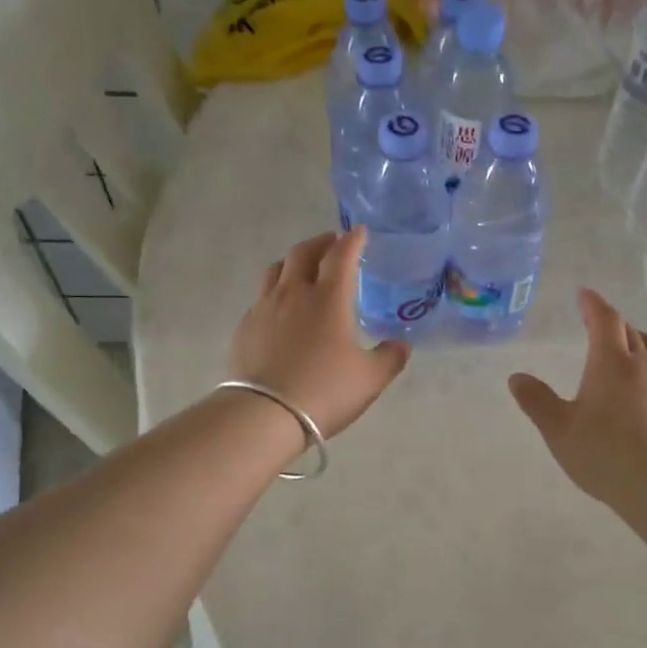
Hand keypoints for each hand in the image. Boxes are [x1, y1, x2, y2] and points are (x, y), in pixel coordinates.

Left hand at [230, 228, 409, 438]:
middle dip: (321, 243)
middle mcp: (294, 293)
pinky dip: (276, 291)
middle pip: (303, 252)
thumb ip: (390, 357)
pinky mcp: (245, 327)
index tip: (360, 232)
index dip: (353, 240)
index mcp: (329, 298)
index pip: (341, 255)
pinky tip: (281, 309)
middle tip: (332, 244)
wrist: (264, 415)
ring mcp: (264, 308)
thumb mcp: (370, 379)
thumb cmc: (324, 391)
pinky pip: (261, 297)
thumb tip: (401, 344)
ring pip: (276, 269)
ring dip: (294, 261)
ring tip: (303, 269)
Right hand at [508, 288, 646, 508]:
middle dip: (613, 322)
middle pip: (631, 331)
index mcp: (610, 362)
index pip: (604, 320)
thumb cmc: (602, 453)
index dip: (593, 304)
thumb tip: (516, 377)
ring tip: (628, 348)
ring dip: (638, 341)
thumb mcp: (558, 429)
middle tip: (599, 323)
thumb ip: (537, 401)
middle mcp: (643, 365)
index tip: (584, 294)